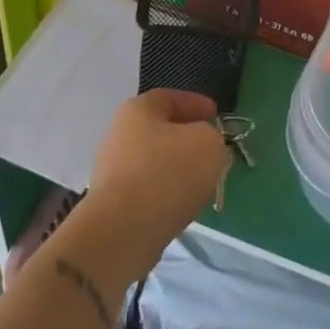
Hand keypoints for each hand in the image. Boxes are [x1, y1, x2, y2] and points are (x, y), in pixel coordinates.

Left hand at [86, 89, 227, 268]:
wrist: (123, 230)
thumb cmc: (167, 173)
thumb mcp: (208, 143)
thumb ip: (213, 136)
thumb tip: (204, 145)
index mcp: (138, 110)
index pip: (170, 97)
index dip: (196, 103)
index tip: (217, 115)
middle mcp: (119, 135)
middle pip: (161, 131)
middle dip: (189, 139)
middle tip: (213, 150)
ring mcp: (112, 170)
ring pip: (155, 162)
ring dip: (179, 169)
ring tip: (203, 182)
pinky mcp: (113, 203)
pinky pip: (148, 190)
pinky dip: (167, 193)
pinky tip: (184, 205)